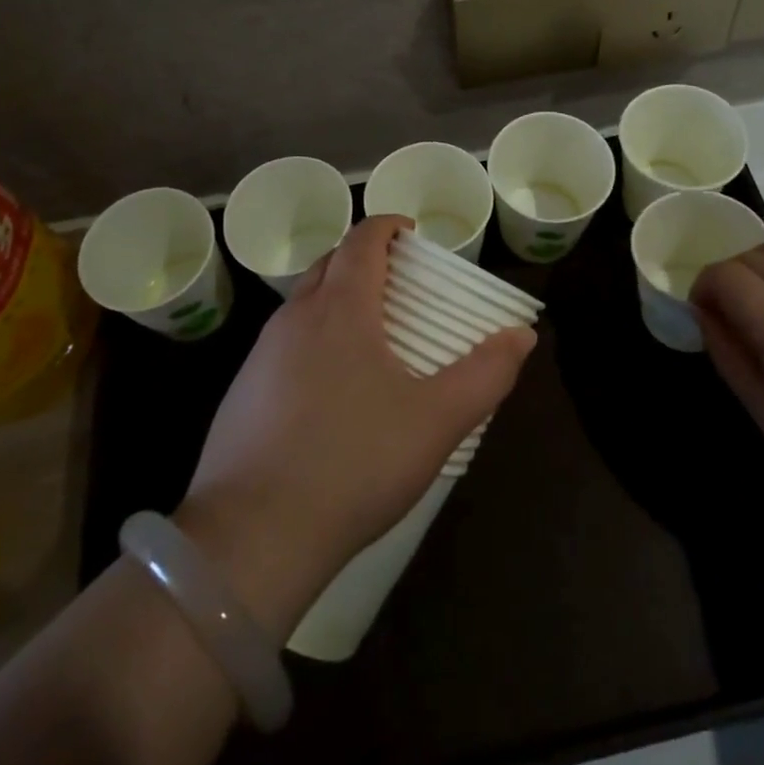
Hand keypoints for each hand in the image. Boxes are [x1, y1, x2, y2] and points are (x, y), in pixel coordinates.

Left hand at [175, 216, 536, 636]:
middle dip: (363, 259)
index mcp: (340, 308)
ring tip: (370, 335)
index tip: (412, 234)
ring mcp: (260, 356)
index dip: (388, 227)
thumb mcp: (436, 421)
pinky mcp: (241, 394)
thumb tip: (522, 335)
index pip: (361, 240)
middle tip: (399, 283)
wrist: (252, 537)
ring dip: (336, 299)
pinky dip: (312, 340)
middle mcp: (295, 318)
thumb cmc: (354, 463)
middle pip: (329, 264)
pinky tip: (329, 389)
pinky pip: (283, 345)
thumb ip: (486, 373)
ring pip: (303, 305)